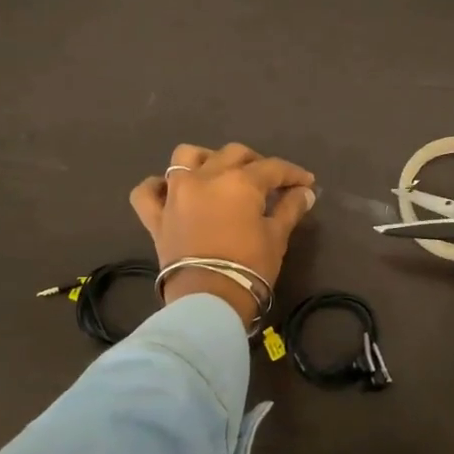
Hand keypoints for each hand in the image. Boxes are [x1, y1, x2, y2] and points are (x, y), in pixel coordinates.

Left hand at [130, 143, 316, 323]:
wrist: (209, 299)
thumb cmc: (250, 266)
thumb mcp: (277, 237)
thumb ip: (290, 209)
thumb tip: (306, 192)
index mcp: (240, 181)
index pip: (273, 168)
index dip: (293, 174)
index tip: (306, 183)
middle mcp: (206, 177)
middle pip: (233, 154)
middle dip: (255, 162)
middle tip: (269, 181)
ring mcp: (176, 194)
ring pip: (185, 157)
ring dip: (205, 159)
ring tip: (218, 173)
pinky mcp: (156, 216)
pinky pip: (146, 192)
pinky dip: (157, 187)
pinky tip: (170, 190)